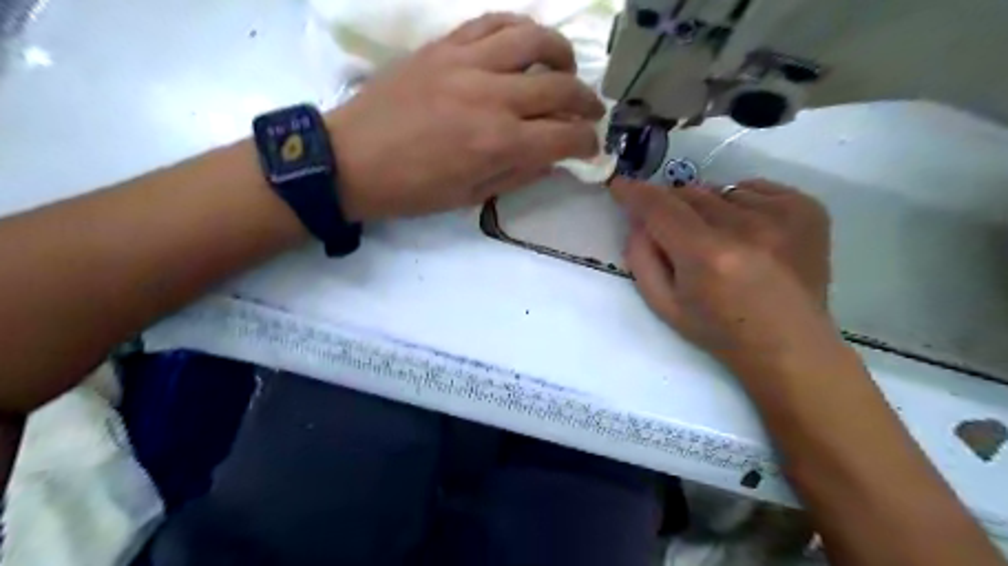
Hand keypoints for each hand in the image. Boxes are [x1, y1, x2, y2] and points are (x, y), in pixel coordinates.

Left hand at [327, 13, 600, 220]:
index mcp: (500, 144)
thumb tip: (554, 160)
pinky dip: (519, 29)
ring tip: (567, 68)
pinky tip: (526, 43)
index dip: (587, 143)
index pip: (565, 136)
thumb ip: (520, 175)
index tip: (590, 147)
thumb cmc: (413, 189)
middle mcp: (493, 97)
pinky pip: (492, 23)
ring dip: (562, 54)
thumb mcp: (471, 196)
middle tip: (590, 112)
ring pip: (534, 40)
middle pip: (561, 87)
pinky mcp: (445, 46)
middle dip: (587, 102)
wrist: (353, 159)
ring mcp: (468, 64)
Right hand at [615, 177, 843, 370]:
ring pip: (720, 190)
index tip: (620, 185)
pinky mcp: (807, 208)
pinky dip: (740, 205)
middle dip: (672, 207)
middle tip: (675, 233)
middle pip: (690, 193)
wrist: (790, 345)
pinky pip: (754, 189)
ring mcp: (782, 215)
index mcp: (707, 256)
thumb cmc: (719, 331)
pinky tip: (748, 235)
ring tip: (719, 241)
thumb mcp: (664, 305)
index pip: (660, 207)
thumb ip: (641, 258)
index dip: (635, 193)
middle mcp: (746, 228)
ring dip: (708, 209)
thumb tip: (638, 219)